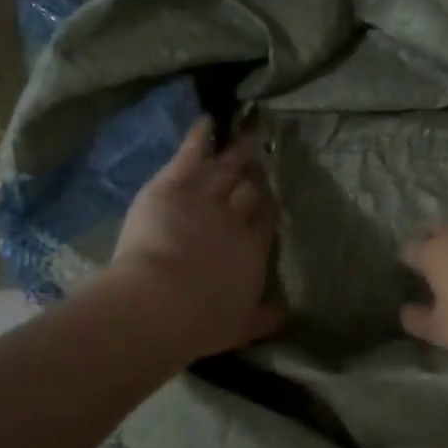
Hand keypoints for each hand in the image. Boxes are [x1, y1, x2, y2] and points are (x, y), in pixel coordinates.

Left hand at [107, 118, 282, 359]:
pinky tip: (208, 120)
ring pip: (226, 168)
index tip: (266, 203)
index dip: (264, 210)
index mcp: (252, 249)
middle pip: (250, 191)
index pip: (264, 221)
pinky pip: (192, 153)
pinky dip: (200, 136)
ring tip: (248, 138)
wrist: (162, 302)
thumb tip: (285, 315)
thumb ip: (263, 319)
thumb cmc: (201, 320)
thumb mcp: (239, 327)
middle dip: (256, 179)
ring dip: (237, 153)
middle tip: (262, 165)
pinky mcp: (176, 184)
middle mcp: (236, 217)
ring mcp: (207, 196)